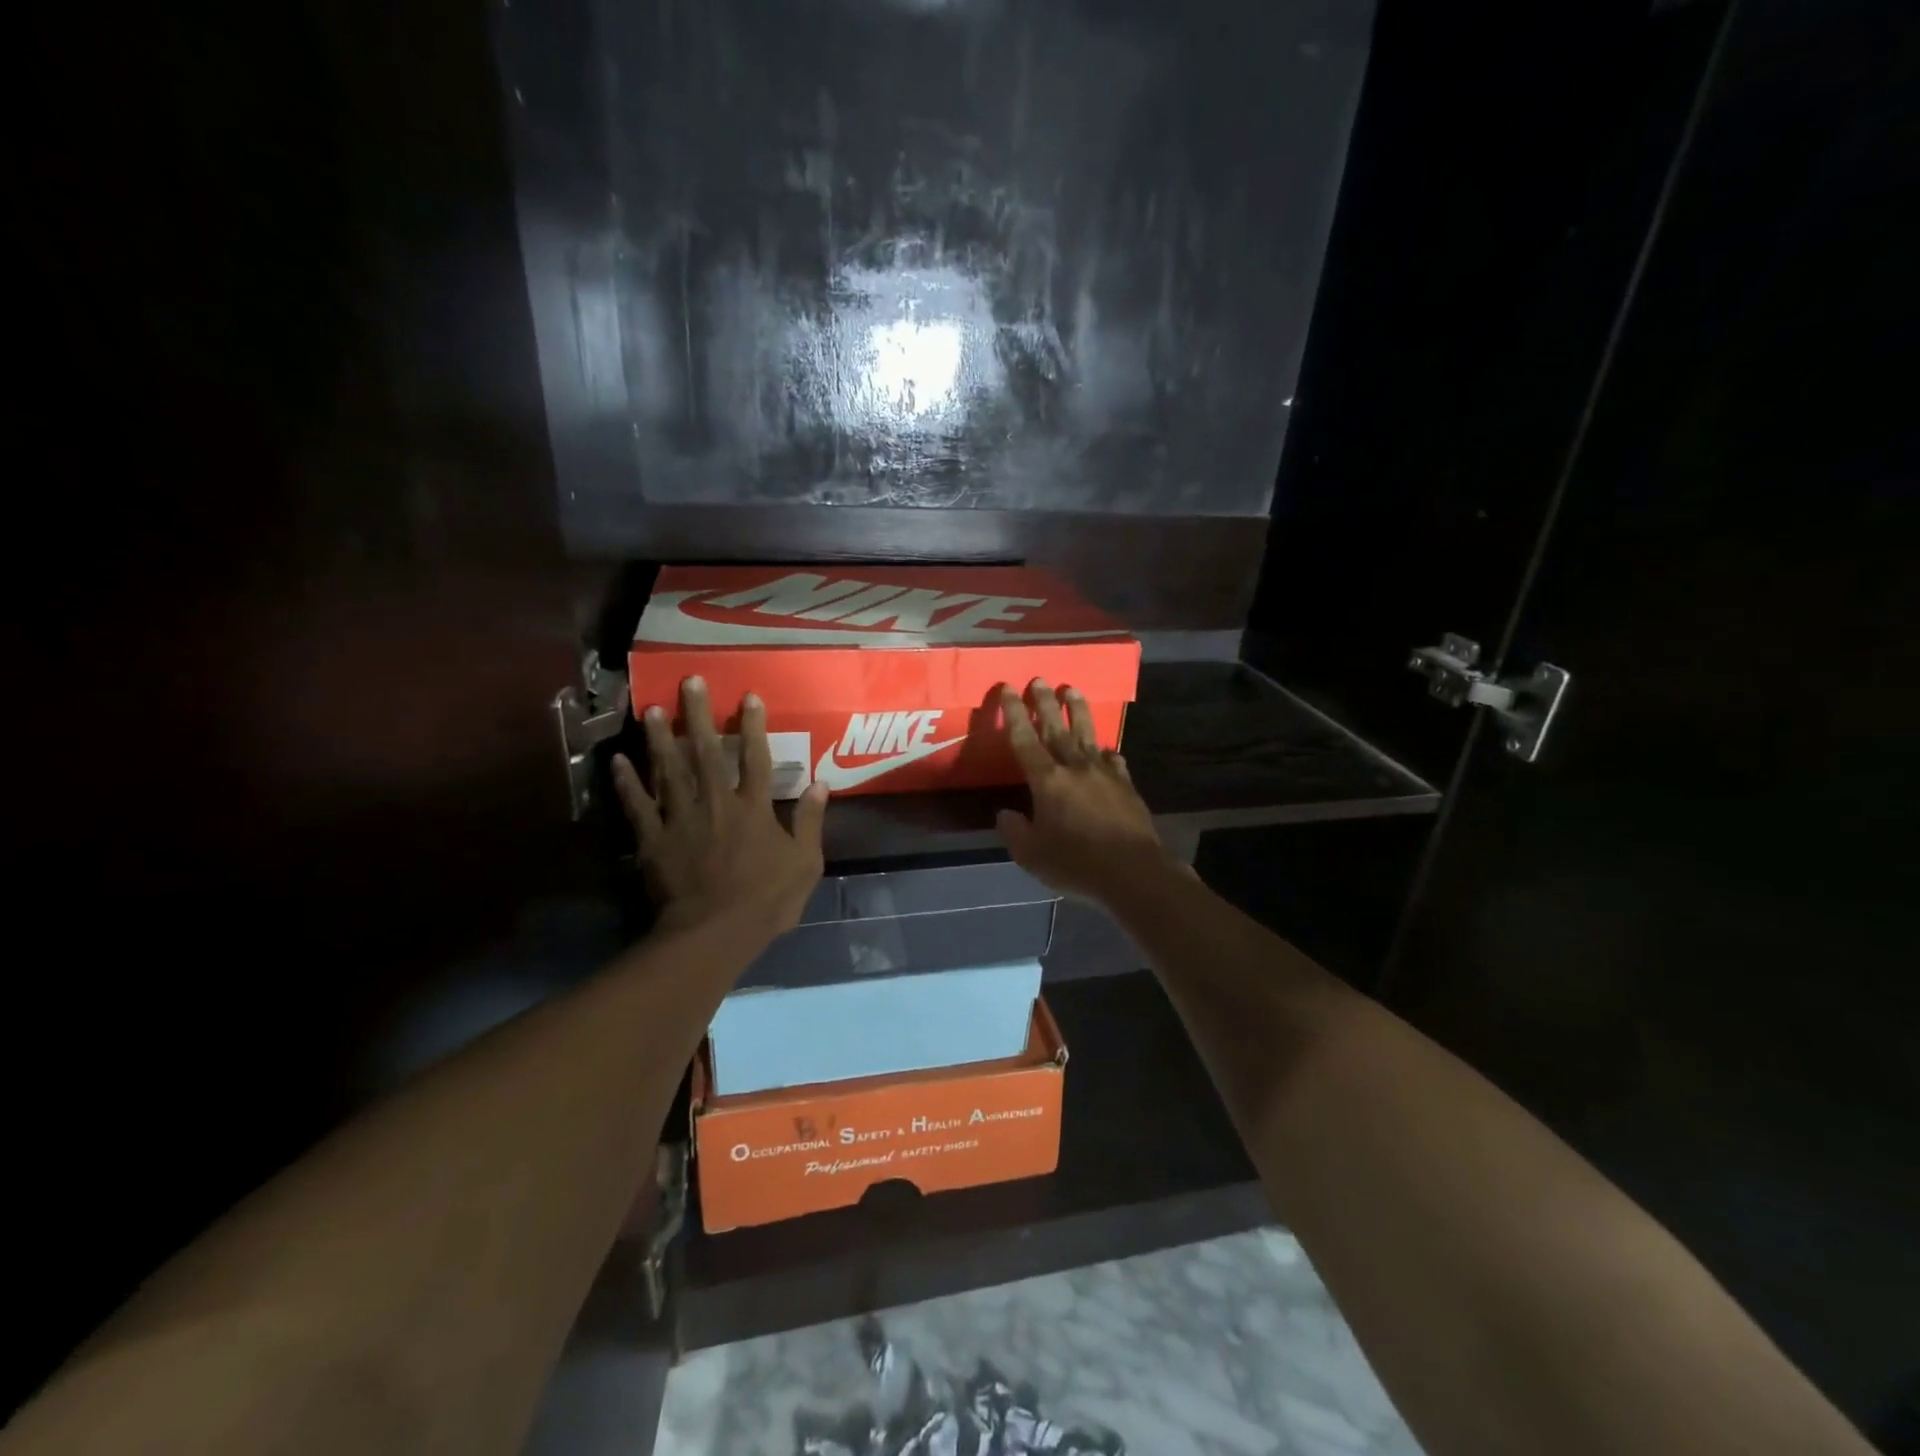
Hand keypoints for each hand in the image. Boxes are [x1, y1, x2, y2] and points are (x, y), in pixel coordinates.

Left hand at [612, 676, 828, 939]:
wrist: (714, 934)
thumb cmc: (766, 900)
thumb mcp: (805, 863)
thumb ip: (809, 821)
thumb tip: (820, 784)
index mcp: (754, 808)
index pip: (756, 758)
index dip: (753, 726)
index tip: (748, 696)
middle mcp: (716, 802)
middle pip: (707, 752)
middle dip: (699, 715)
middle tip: (689, 682)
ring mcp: (680, 819)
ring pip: (668, 770)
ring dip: (661, 738)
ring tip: (652, 709)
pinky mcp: (653, 840)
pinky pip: (638, 806)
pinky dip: (627, 783)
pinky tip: (618, 760)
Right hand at [995, 680, 1177, 902]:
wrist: (1134, 872)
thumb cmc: (1077, 864)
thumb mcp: (1032, 856)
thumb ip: (1015, 832)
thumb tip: (1005, 814)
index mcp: (1047, 781)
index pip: (1024, 739)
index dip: (1013, 712)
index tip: (1009, 687)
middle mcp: (1074, 768)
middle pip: (1056, 728)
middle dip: (1044, 702)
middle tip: (1039, 679)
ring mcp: (1104, 774)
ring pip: (1087, 734)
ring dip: (1077, 710)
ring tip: (1071, 689)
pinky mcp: (1126, 785)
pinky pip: (1112, 759)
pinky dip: (1104, 751)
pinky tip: (1104, 748)